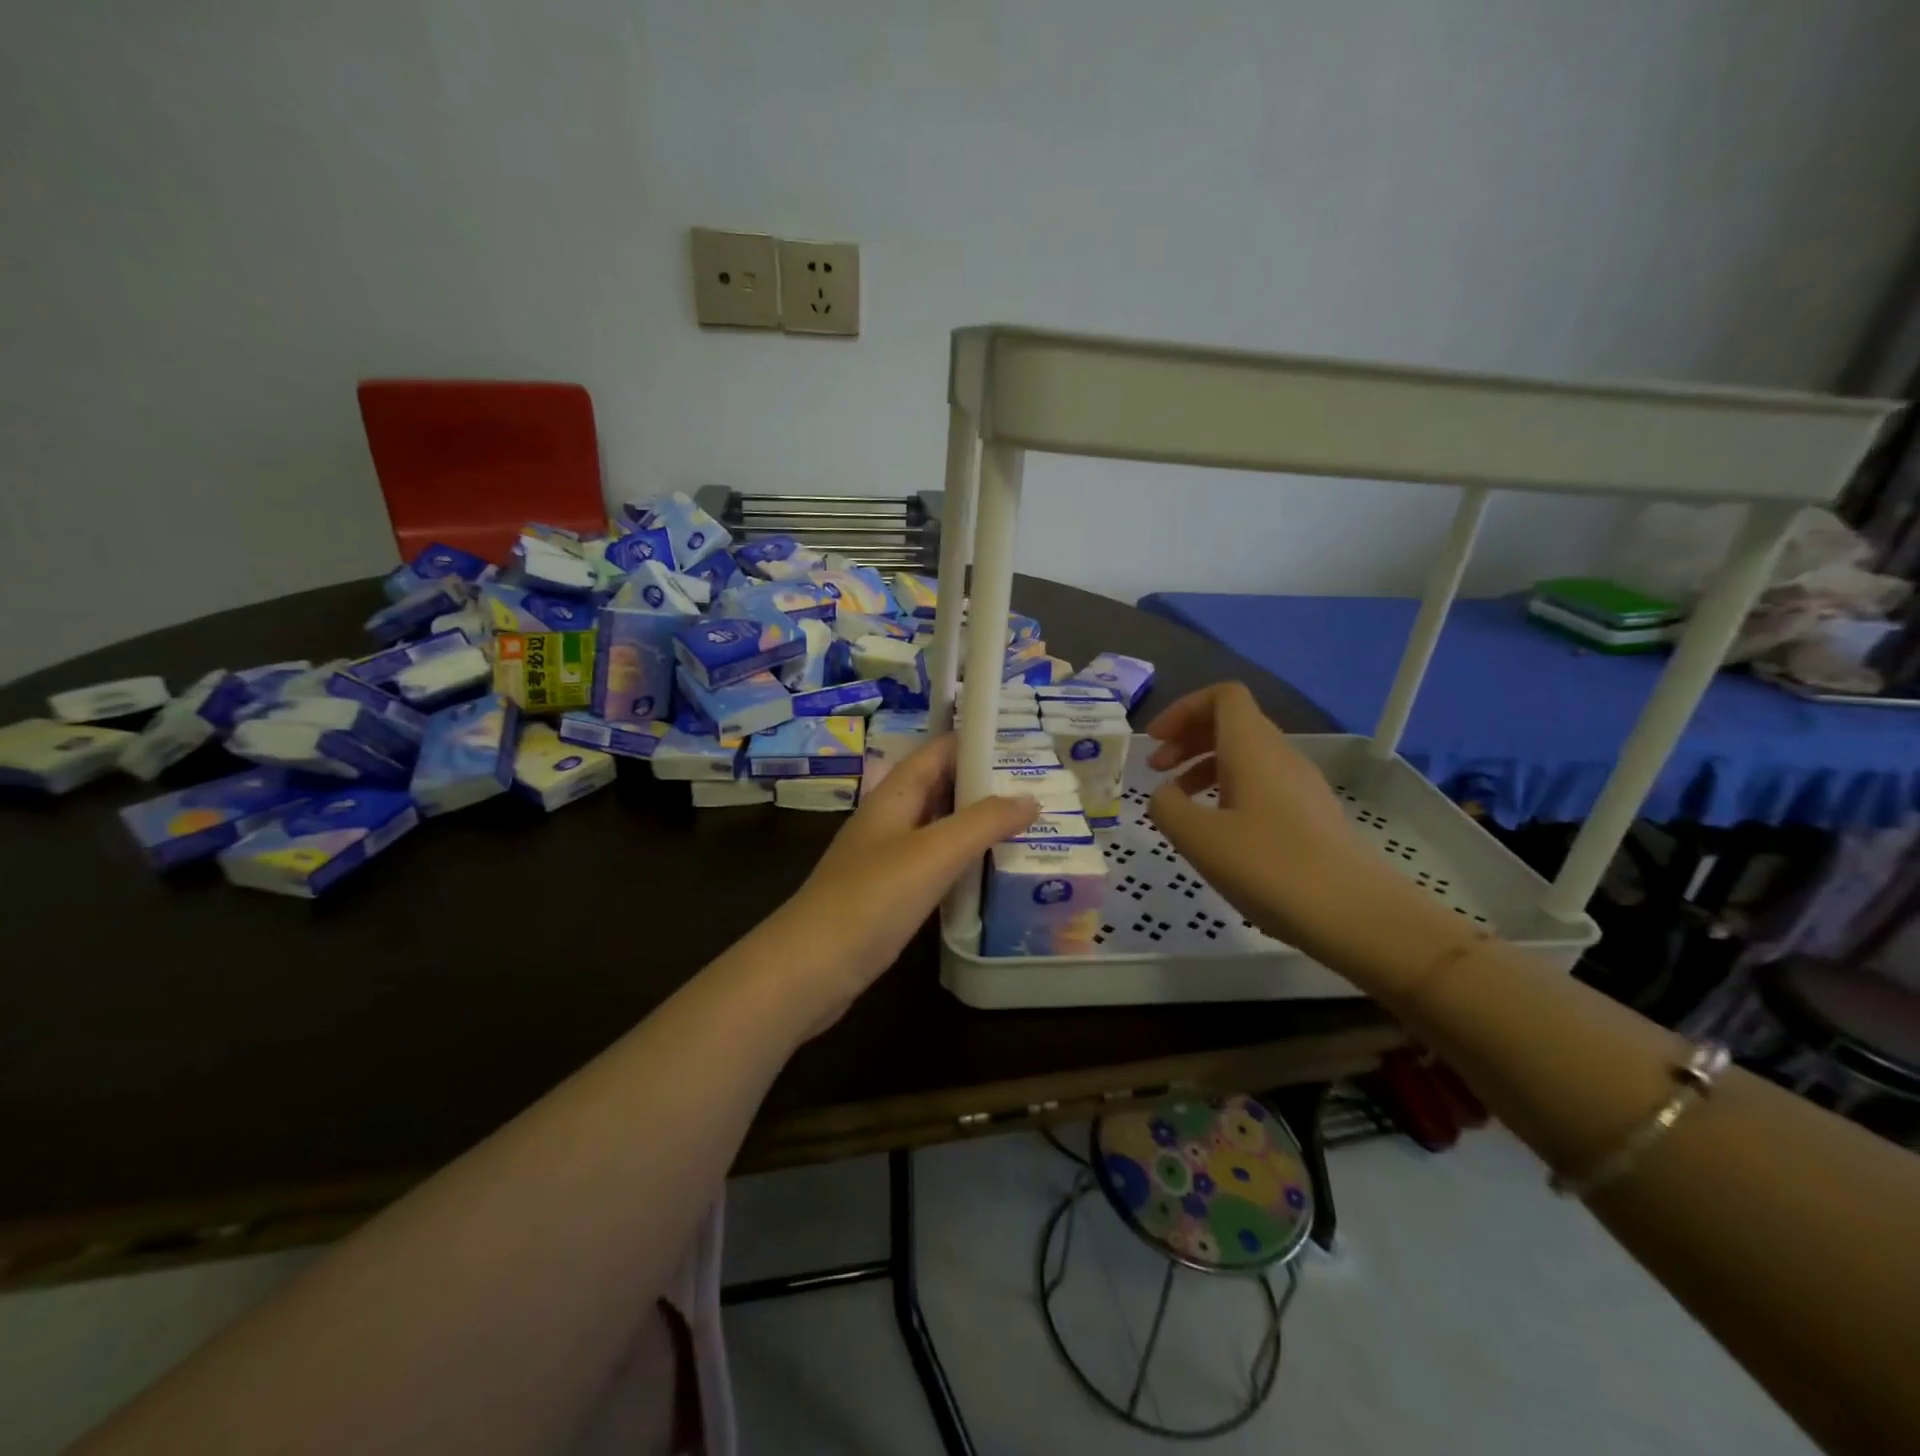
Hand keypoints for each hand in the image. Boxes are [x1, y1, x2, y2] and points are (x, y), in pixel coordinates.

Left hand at [764, 734, 1037, 1028]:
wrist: (811, 968)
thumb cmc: (872, 898)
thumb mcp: (935, 853)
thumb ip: (984, 822)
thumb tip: (1030, 798)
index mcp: (894, 795)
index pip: (939, 751)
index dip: (977, 742)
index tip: (1025, 743)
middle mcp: (890, 819)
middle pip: (941, 786)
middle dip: (985, 784)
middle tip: (1040, 787)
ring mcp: (887, 858)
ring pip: (939, 827)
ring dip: (976, 824)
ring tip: (1028, 825)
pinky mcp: (889, 894)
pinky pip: (934, 864)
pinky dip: (963, 860)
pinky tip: (991, 872)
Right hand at [1144, 682, 1462, 992]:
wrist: (1358, 915)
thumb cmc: (1271, 868)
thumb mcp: (1199, 839)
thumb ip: (1167, 808)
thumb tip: (1164, 795)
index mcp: (1253, 748)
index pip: (1223, 696)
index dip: (1183, 709)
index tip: (1155, 741)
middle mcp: (1280, 756)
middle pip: (1232, 723)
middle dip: (1188, 738)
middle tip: (1156, 769)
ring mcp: (1301, 786)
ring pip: (1246, 756)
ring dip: (1205, 767)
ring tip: (1179, 803)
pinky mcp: (1310, 816)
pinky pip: (1261, 784)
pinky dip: (1228, 791)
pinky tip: (1217, 831)